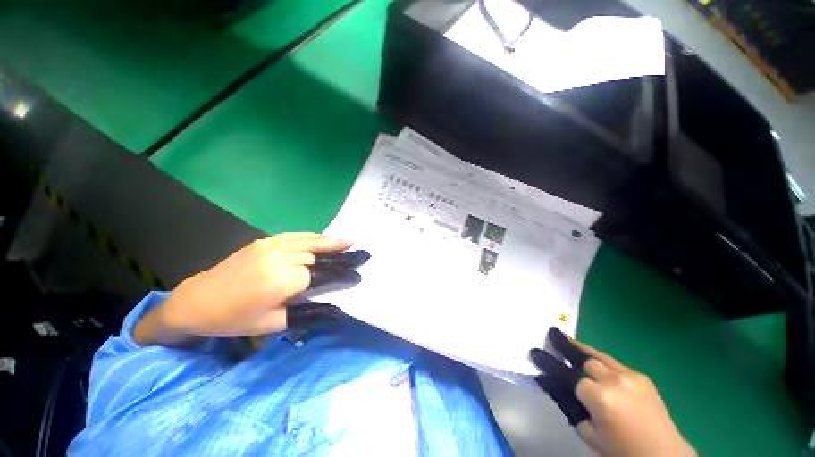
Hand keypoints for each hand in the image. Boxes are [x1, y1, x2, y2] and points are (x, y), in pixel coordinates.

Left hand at [134, 233, 353, 344]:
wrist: (198, 300)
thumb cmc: (234, 319)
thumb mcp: (272, 324)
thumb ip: (306, 313)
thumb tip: (335, 309)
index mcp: (283, 281)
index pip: (321, 275)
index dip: (340, 275)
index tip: (357, 276)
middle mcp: (281, 258)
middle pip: (319, 255)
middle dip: (341, 256)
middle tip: (361, 254)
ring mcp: (272, 246)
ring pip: (310, 242)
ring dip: (331, 242)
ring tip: (349, 241)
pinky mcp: (266, 241)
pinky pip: (295, 236)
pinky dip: (313, 236)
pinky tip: (324, 237)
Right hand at [531, 329, 694, 456]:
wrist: (663, 456)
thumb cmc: (620, 451)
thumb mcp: (589, 433)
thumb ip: (567, 404)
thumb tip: (547, 380)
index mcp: (600, 398)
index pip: (566, 374)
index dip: (548, 363)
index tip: (533, 351)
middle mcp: (615, 380)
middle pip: (584, 358)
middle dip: (565, 346)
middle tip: (551, 333)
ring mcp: (631, 376)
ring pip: (598, 355)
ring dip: (581, 348)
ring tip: (565, 338)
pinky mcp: (641, 376)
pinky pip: (612, 363)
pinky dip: (598, 360)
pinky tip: (591, 360)